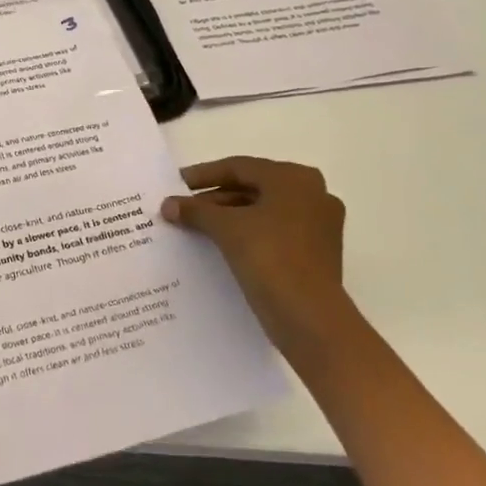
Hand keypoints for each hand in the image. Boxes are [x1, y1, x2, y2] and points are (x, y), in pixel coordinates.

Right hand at [161, 156, 347, 349]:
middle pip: (252, 188)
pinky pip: (273, 232)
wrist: (309, 317)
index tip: (176, 184)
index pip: (239, 167)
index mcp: (295, 179)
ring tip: (195, 227)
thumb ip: (195, 210)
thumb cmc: (269, 257)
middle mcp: (313, 195)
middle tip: (183, 208)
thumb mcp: (225, 228)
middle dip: (214, 198)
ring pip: (262, 211)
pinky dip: (246, 234)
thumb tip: (168, 204)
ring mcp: (318, 226)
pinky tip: (219, 245)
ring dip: (228, 217)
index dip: (203, 174)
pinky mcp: (315, 253)